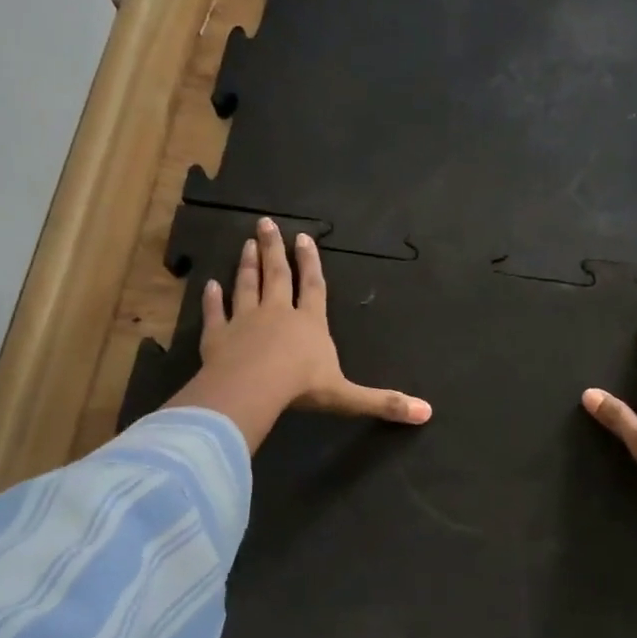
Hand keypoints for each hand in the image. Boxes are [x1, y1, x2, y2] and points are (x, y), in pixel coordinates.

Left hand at [167, 218, 429, 450]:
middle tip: (266, 224)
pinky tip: (210, 285)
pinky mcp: (218, 336)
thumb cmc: (302, 387)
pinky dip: (213, 299)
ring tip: (246, 244)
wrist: (253, 388)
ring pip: (247, 287)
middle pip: (277, 276)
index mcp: (310, 324)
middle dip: (274, 250)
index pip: (313, 287)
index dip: (311, 263)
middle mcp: (278, 313)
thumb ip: (383, 403)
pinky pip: (215, 313)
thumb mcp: (348, 397)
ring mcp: (245, 321)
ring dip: (247, 265)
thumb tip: (426, 413)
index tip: (304, 238)